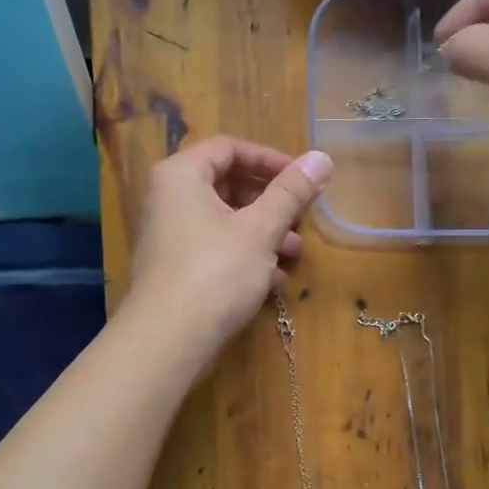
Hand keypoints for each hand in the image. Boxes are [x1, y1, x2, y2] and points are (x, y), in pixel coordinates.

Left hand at [122, 138, 332, 366]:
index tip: (302, 178)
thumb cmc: (215, 273)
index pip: (229, 148)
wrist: (167, 340)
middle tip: (301, 217)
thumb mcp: (260, 229)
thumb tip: (321, 157)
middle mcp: (167, 198)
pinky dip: (243, 256)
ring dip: (262, 232)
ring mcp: (167, 235)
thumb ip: (291, 192)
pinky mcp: (173, 268)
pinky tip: (272, 280)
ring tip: (294, 253)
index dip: (269, 159)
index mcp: (181, 175)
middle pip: (226, 184)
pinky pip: (213, 248)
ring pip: (223, 220)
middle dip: (270, 202)